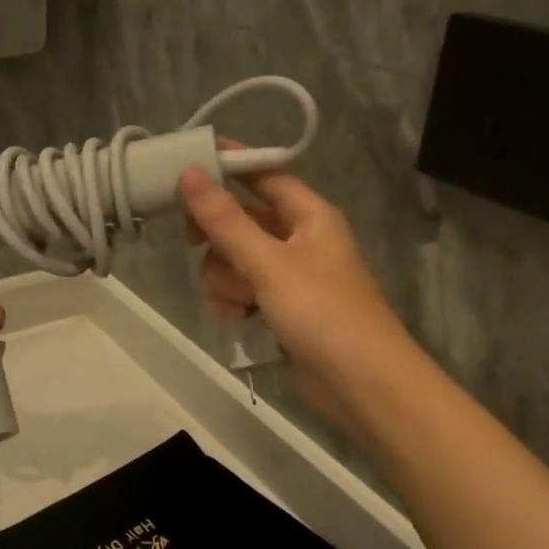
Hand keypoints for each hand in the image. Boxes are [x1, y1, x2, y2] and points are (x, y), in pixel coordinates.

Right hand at [179, 162, 413, 437]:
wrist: (361, 384)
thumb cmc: (321, 311)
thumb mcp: (268, 261)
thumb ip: (225, 219)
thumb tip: (189, 172)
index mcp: (308, 215)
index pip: (263, 175)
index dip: (229, 167)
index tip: (187, 164)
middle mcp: (299, 239)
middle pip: (241, 221)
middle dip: (220, 240)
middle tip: (194, 242)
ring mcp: (288, 277)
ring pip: (234, 261)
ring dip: (226, 279)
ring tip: (240, 302)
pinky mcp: (279, 309)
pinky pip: (241, 291)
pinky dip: (234, 303)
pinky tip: (238, 320)